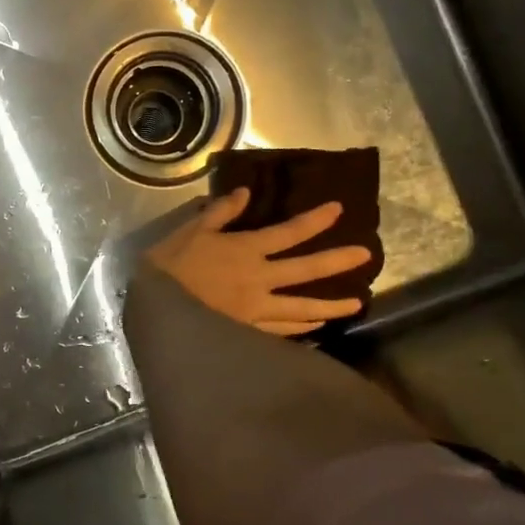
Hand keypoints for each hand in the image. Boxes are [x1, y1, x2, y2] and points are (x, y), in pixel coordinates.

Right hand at [145, 187, 372, 336]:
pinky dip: (303, 330)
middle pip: (306, 270)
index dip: (315, 220)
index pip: (288, 232)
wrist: (158, 308)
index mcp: (246, 250)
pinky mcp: (249, 332)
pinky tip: (316, 329)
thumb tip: (245, 193)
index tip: (339, 210)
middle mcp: (260, 279)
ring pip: (302, 308)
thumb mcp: (190, 230)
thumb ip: (219, 212)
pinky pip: (283, 332)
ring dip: (331, 305)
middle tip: (366, 256)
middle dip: (338, 261)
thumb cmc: (171, 265)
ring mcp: (257, 309)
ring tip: (357, 304)